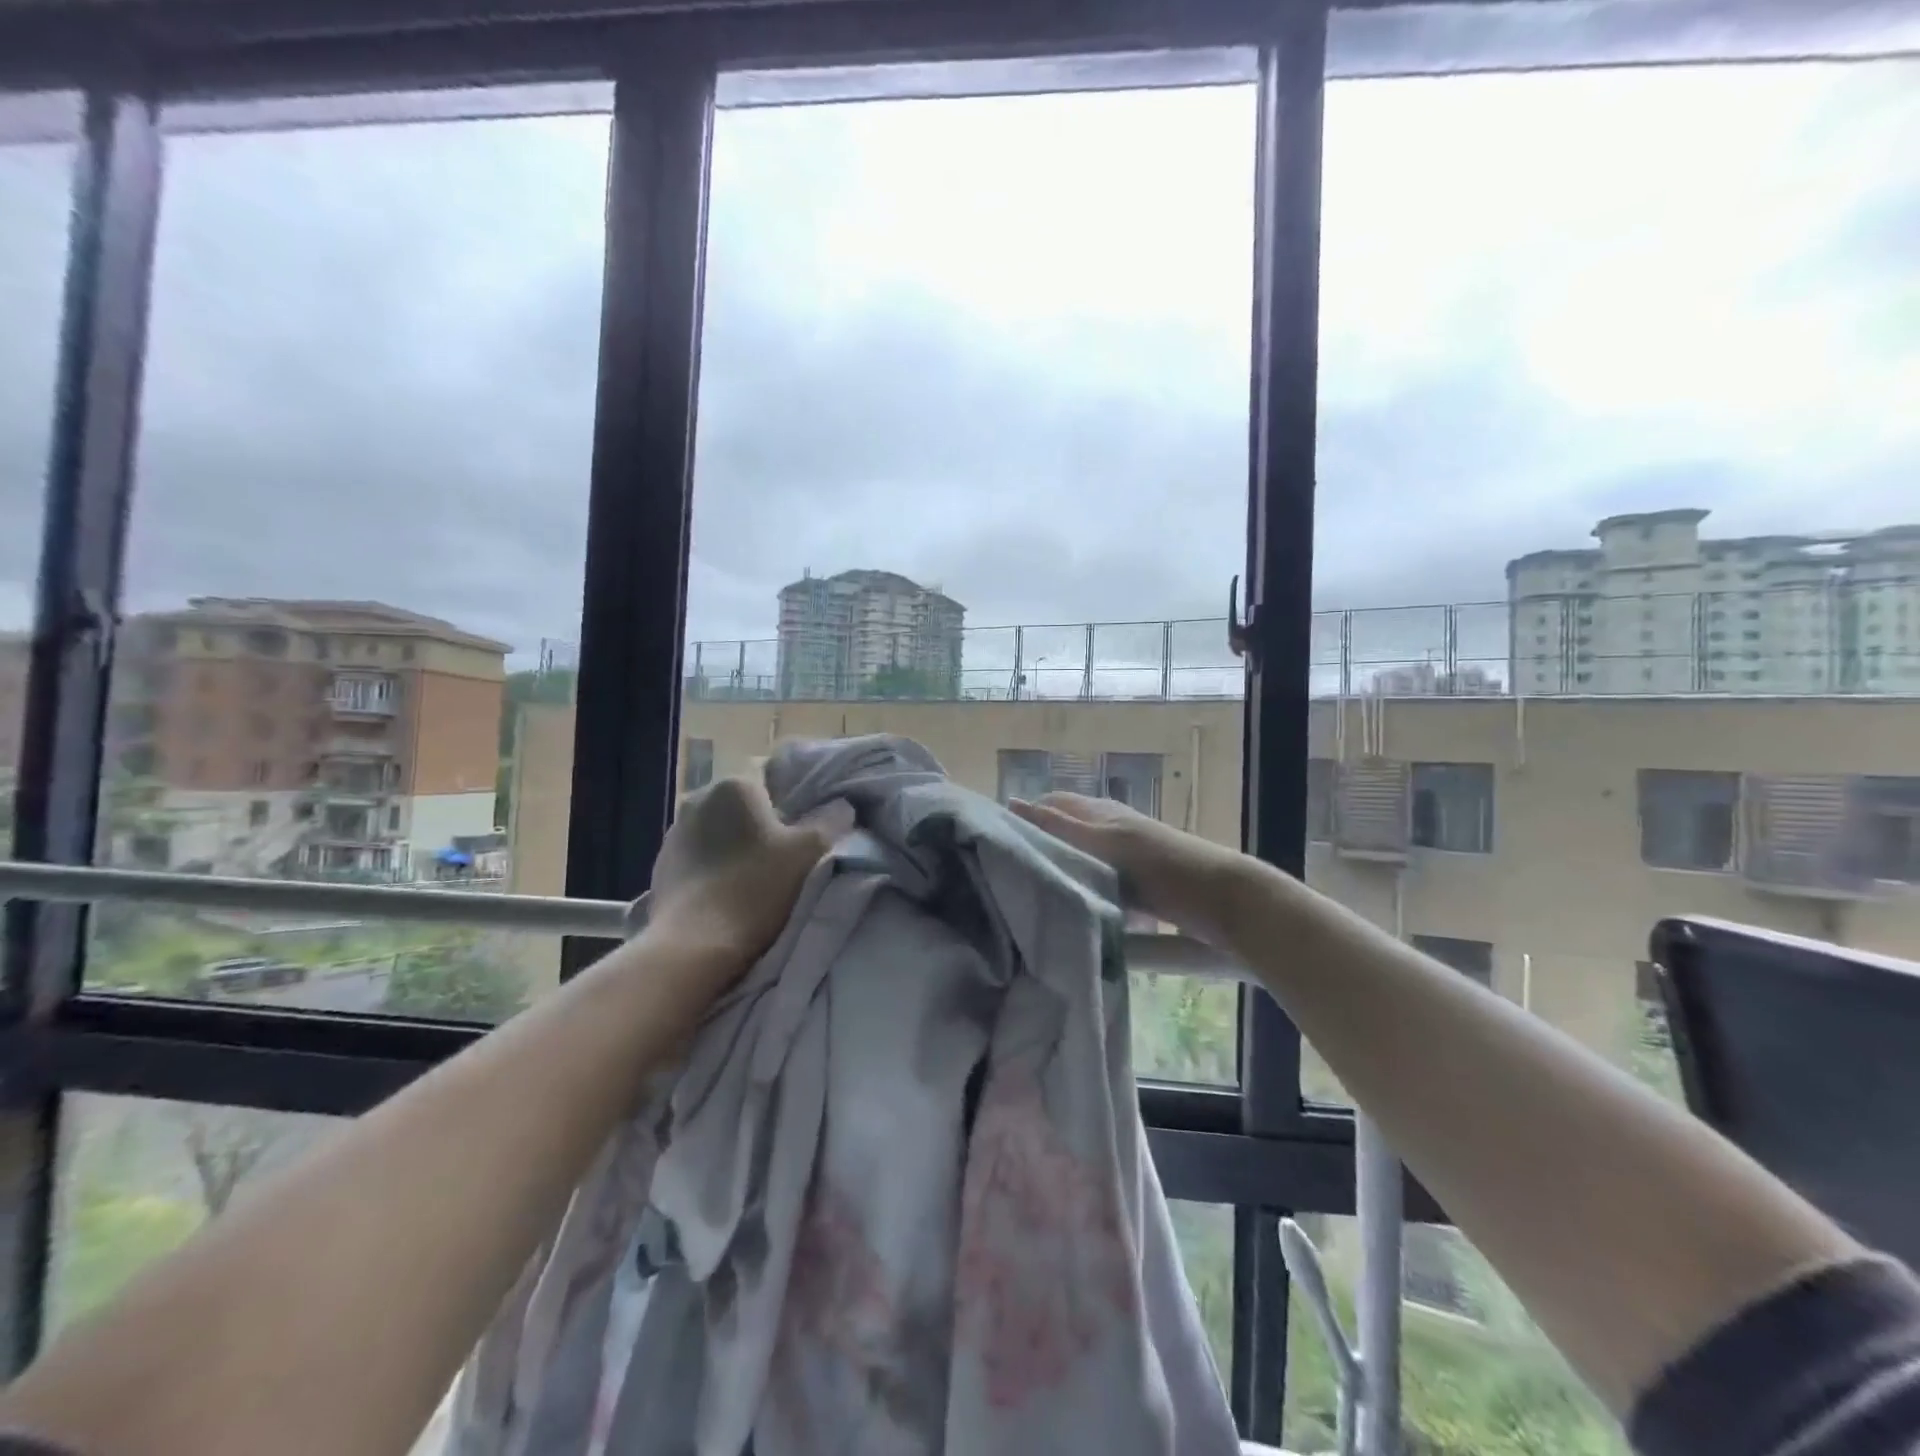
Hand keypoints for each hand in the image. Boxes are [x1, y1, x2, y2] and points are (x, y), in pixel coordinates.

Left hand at [646, 775, 850, 980]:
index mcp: (735, 785)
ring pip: (719, 832)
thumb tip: (841, 806)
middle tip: (784, 857)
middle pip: (744, 806)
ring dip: (736, 847)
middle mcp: (698, 799)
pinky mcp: (660, 867)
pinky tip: (726, 894)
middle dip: (762, 825)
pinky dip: (714, 869)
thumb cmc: (756, 887)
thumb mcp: (811, 851)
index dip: (794, 802)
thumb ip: (832, 819)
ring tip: (754, 879)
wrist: (695, 945)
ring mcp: (674, 834)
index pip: (773, 779)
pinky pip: (698, 858)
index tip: (805, 832)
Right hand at [1009, 792, 1250, 946]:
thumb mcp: (1101, 842)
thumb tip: (1011, 803)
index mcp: (1100, 813)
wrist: (1223, 899)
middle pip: (1065, 835)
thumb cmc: (1159, 865)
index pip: (1050, 806)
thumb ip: (1057, 826)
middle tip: (1011, 880)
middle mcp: (1110, 829)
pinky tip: (1079, 911)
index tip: (998, 848)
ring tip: (1036, 899)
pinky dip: (1087, 893)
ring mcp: (1126, 858)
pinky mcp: (1139, 887)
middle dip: (1040, 850)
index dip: (1025, 819)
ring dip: (1063, 874)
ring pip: (1081, 862)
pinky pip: (1101, 884)